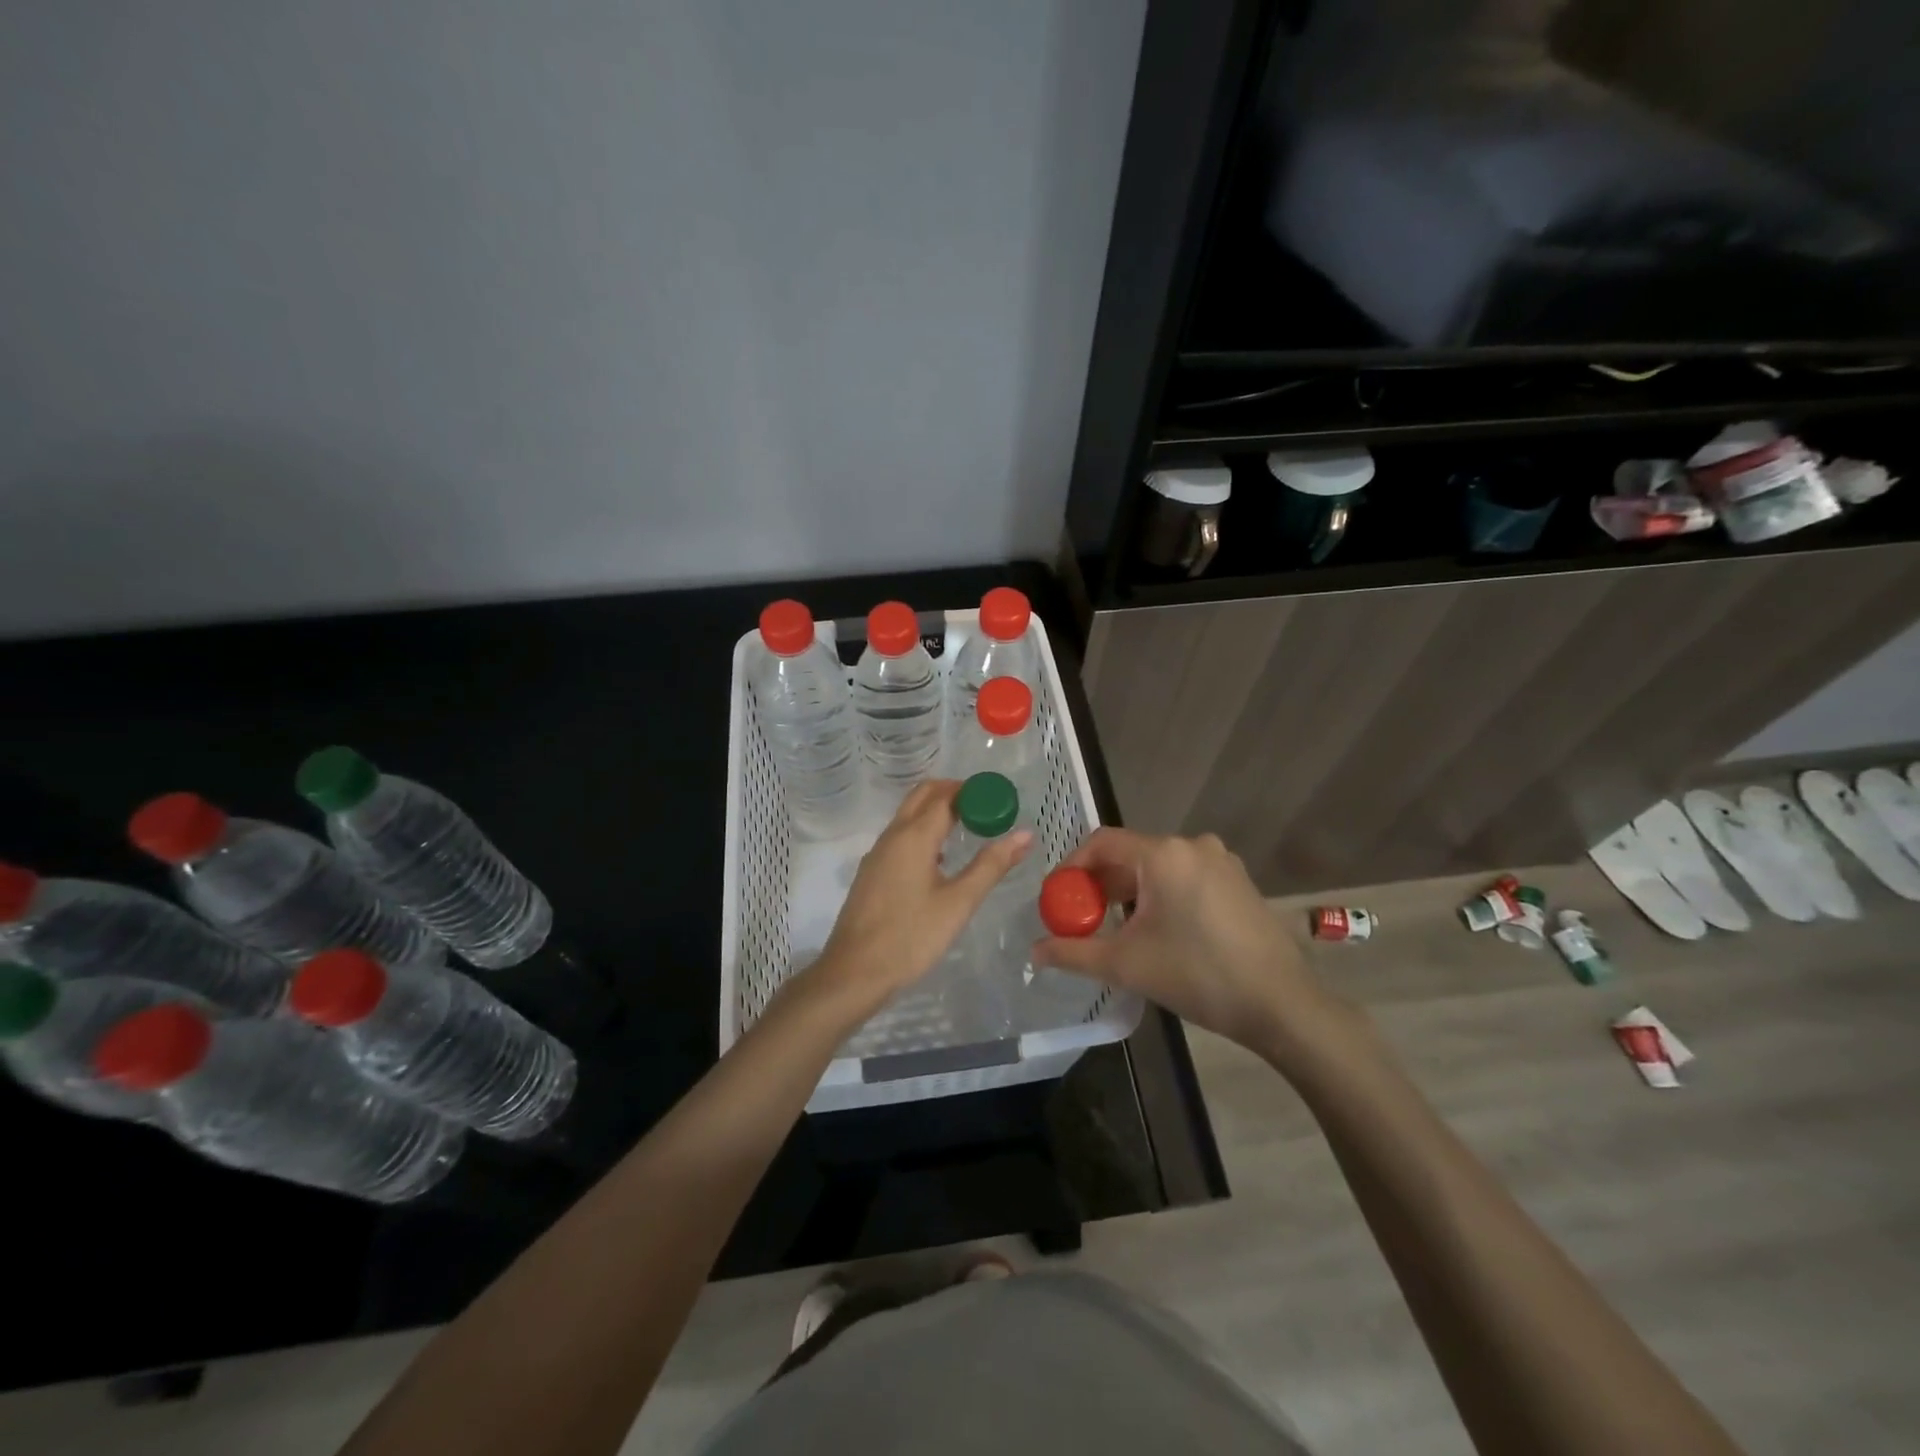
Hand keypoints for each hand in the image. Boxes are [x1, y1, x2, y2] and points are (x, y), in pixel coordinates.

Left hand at [802, 781, 1031, 1019]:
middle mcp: (893, 836)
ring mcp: (878, 854)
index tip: (1000, 799)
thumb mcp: (959, 903)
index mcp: (914, 836)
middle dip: (954, 793)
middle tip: (986, 807)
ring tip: (969, 828)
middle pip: (923, 796)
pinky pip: (900, 836)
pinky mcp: (872, 872)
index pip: (946, 795)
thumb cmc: (911, 937)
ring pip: (908, 815)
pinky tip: (940, 859)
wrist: (854, 973)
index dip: (974, 792)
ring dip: (937, 811)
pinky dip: (923, 831)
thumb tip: (1025, 834)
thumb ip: (991, 865)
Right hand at [1032, 828, 1338, 1055]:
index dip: (1072, 866)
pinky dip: (1161, 895)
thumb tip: (1034, 951)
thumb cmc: (1198, 975)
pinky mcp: (1238, 881)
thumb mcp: (1126, 964)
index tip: (1058, 897)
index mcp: (1164, 854)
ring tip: (1117, 929)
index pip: (1102, 842)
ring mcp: (1221, 861)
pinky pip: (1184, 877)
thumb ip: (1074, 952)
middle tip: (1082, 918)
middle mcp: (1193, 845)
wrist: (1281, 1004)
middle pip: (1130, 854)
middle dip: (1100, 884)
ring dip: (1130, 892)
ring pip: (1158, 867)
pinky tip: (1159, 931)